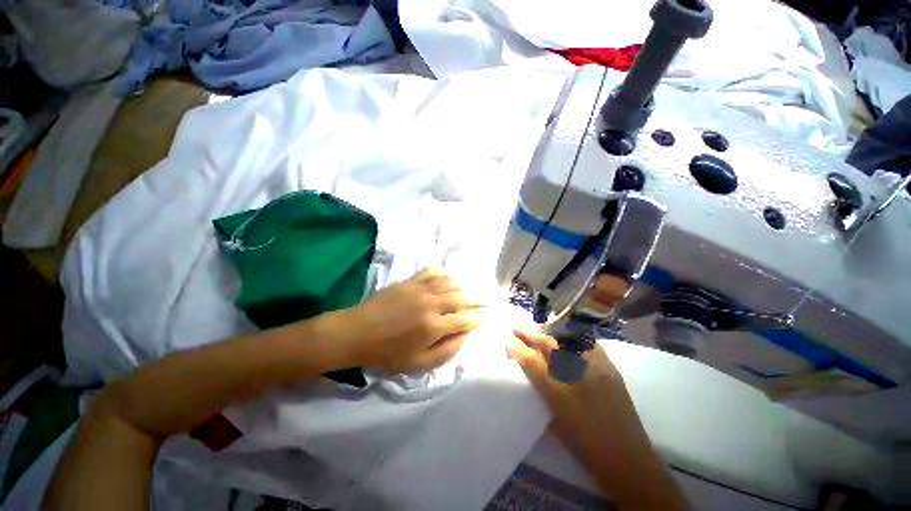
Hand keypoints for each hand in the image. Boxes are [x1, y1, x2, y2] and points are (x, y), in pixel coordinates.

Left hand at [331, 269, 483, 372]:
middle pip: (461, 298)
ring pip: (450, 283)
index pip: (466, 319)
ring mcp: (420, 289)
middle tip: (483, 303)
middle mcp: (431, 304)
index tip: (487, 319)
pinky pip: (432, 272)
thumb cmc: (387, 353)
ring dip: (462, 288)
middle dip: (476, 301)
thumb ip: (446, 351)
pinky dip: (444, 275)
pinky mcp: (409, 281)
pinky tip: (447, 280)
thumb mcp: (418, 364)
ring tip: (466, 294)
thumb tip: (465, 336)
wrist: (357, 333)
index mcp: (433, 326)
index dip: (480, 319)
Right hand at [506, 329, 633, 458]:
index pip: (532, 361)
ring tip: (538, 332)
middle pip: (549, 344)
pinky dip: (574, 336)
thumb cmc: (585, 443)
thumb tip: (526, 365)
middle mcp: (577, 375)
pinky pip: (588, 342)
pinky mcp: (610, 367)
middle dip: (530, 334)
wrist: (628, 459)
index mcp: (560, 393)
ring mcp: (596, 368)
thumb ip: (540, 388)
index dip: (517, 348)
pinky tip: (566, 337)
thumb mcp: (555, 417)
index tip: (507, 341)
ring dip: (549, 332)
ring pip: (568, 339)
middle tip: (517, 329)